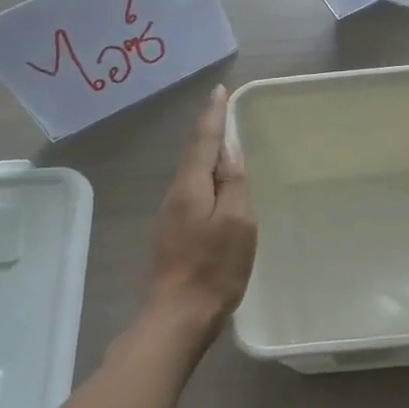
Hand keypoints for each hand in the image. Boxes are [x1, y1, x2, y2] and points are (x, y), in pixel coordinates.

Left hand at [144, 86, 256, 334]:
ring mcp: (171, 217)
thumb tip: (230, 152)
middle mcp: (176, 196)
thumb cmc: (213, 269)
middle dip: (209, 132)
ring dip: (207, 156)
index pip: (203, 141)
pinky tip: (216, 188)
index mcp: (190, 188)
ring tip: (225, 145)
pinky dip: (206, 180)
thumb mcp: (237, 223)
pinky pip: (193, 194)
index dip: (213, 115)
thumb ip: (234, 185)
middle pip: (194, 155)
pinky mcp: (174, 236)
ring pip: (192, 175)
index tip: (219, 90)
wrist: (177, 316)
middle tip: (225, 112)